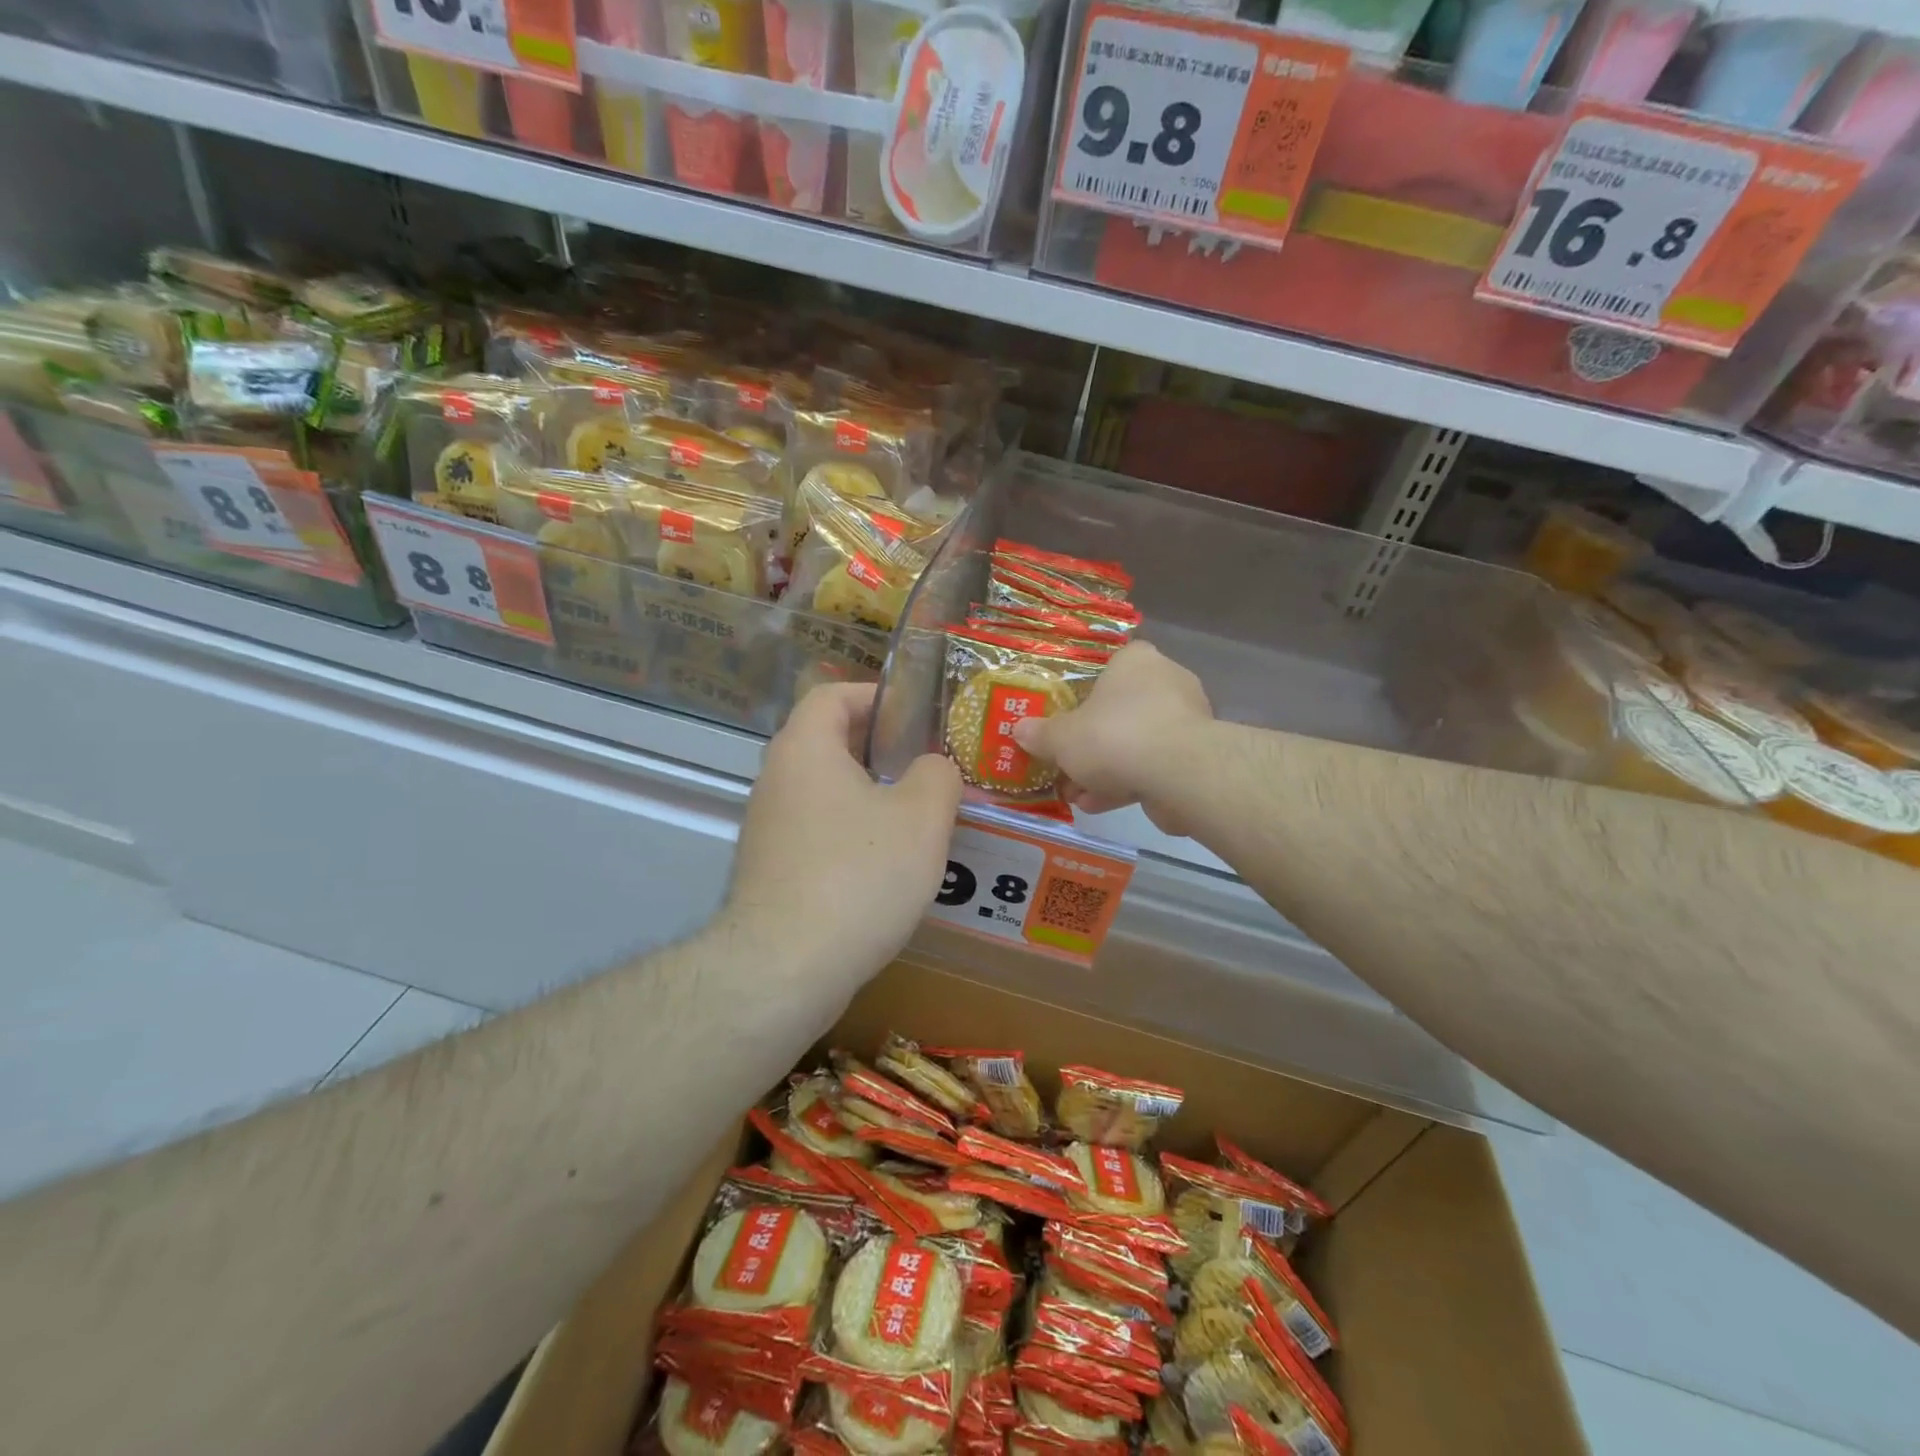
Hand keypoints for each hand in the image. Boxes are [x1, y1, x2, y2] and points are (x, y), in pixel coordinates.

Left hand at [723, 682, 961, 997]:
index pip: (832, 695)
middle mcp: (776, 780)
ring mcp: (767, 828)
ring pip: (825, 793)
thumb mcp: (921, 818)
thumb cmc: (859, 875)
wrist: (785, 968)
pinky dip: (850, 834)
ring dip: (868, 796)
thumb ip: (938, 776)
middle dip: (880, 750)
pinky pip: (816, 832)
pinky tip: (886, 867)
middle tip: (927, 768)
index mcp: (806, 749)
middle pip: (828, 743)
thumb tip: (933, 769)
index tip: (915, 716)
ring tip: (916, 819)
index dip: (875, 695)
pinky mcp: (770, 871)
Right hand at [1011, 642, 1212, 832]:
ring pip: (1135, 742)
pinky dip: (1126, 783)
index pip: (1110, 665)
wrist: (1178, 774)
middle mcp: (1166, 682)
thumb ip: (1040, 734)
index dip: (1085, 691)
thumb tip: (1019, 730)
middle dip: (1090, 741)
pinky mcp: (1195, 757)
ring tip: (1075, 793)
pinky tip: (1097, 805)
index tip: (1067, 717)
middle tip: (1064, 763)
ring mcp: (1185, 721)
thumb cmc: (1115, 736)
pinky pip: (1152, 766)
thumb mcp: (1062, 737)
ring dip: (1105, 769)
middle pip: (1120, 709)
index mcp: (1136, 661)